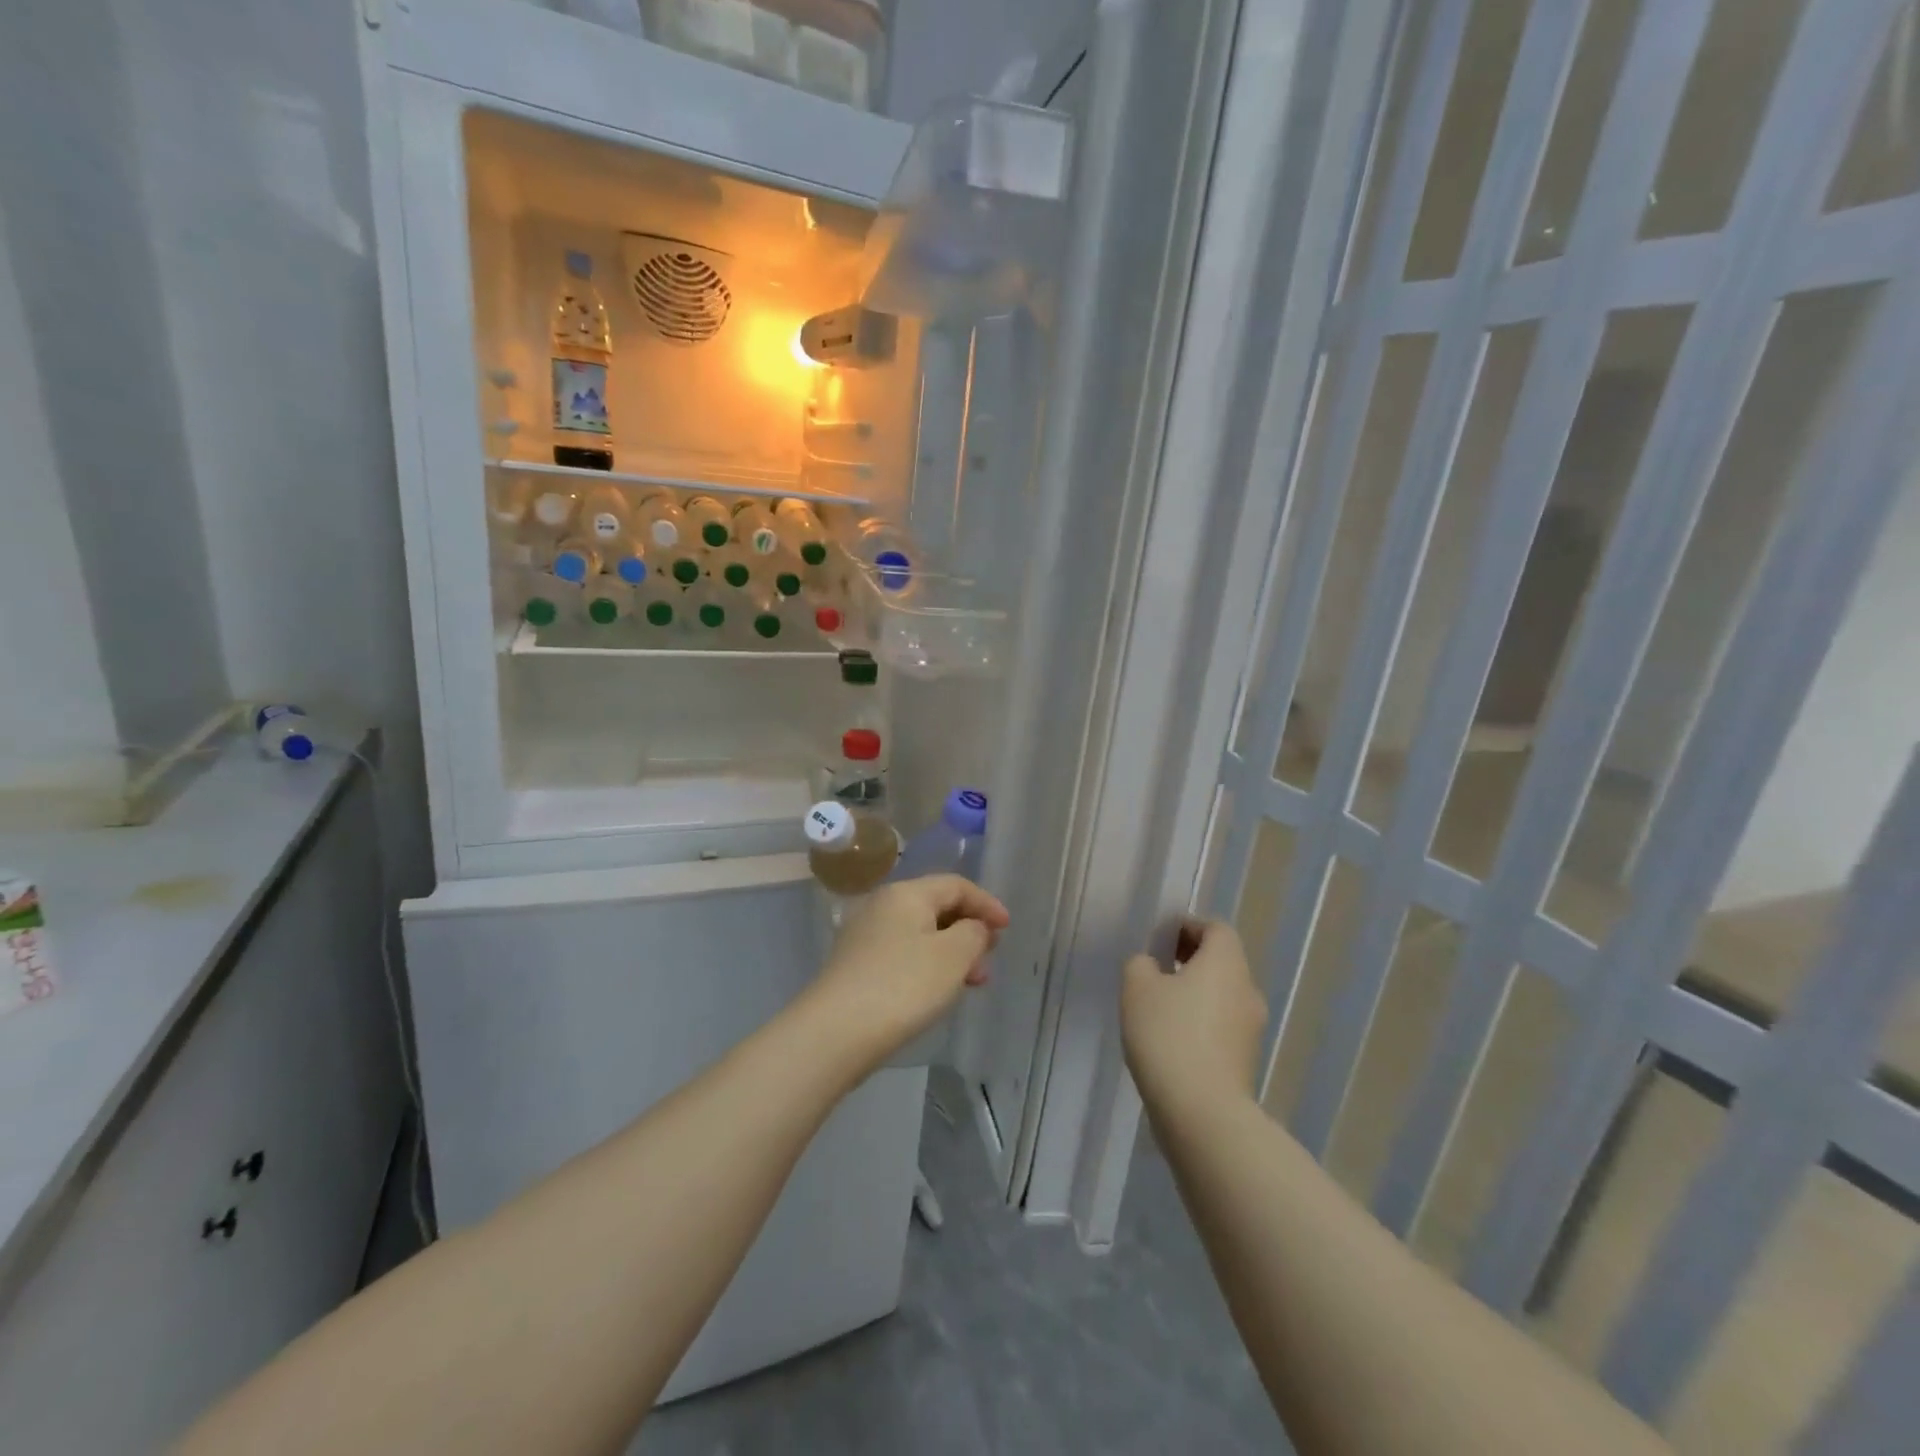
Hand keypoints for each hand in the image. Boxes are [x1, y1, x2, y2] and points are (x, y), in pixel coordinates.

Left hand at [801, 875, 1009, 1076]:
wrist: (835, 1032)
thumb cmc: (902, 986)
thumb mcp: (953, 956)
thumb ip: (974, 933)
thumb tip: (973, 927)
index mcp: (906, 893)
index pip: (955, 885)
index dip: (986, 903)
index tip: (1008, 928)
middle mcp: (882, 905)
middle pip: (936, 907)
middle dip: (969, 929)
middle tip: (990, 958)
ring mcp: (865, 935)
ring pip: (920, 933)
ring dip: (951, 952)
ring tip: (971, 982)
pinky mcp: (856, 965)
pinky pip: (903, 953)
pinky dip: (928, 965)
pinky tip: (937, 992)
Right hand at [1122, 921, 1267, 1118]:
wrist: (1202, 1111)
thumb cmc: (1168, 1035)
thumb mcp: (1137, 986)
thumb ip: (1141, 964)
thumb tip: (1152, 968)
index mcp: (1226, 963)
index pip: (1216, 929)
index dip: (1188, 927)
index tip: (1160, 939)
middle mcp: (1247, 990)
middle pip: (1222, 962)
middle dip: (1191, 959)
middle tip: (1156, 969)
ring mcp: (1251, 1029)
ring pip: (1222, 996)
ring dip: (1195, 993)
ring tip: (1158, 1007)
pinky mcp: (1245, 1061)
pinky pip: (1222, 1027)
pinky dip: (1200, 1023)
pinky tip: (1171, 1041)